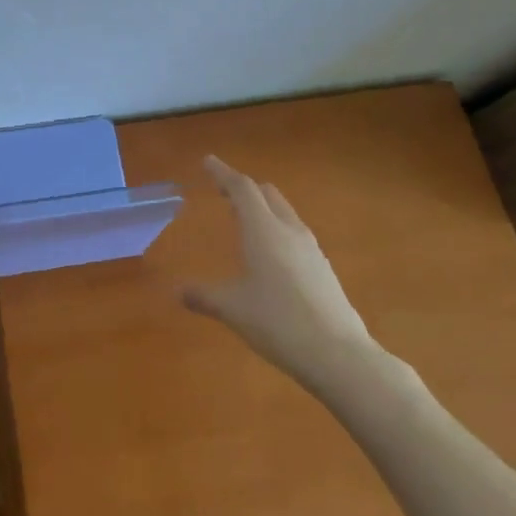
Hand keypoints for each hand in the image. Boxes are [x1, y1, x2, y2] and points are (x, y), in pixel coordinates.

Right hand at [183, 155, 379, 378]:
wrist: (337, 354)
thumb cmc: (278, 322)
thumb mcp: (233, 309)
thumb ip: (204, 296)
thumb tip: (178, 291)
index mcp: (263, 230)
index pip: (241, 188)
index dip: (223, 173)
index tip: (207, 161)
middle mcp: (289, 231)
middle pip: (267, 195)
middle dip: (244, 189)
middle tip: (223, 192)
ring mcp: (311, 249)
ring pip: (284, 213)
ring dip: (263, 208)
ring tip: (245, 220)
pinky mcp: (323, 268)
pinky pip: (295, 235)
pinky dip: (276, 230)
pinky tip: (270, 255)